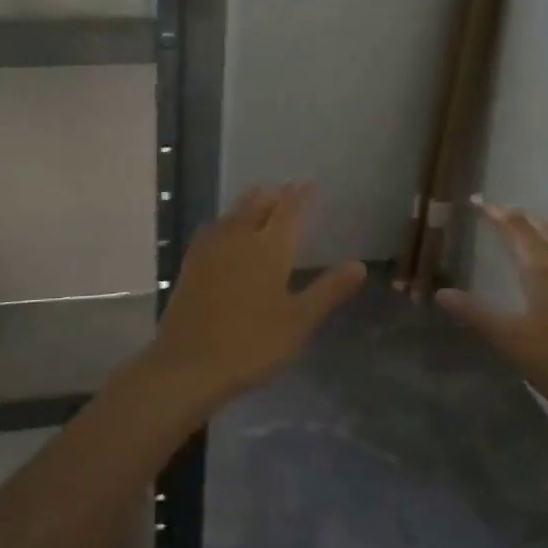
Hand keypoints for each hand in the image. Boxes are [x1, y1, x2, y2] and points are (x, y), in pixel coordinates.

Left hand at [146, 184, 365, 408]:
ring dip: (249, 203)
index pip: (288, 213)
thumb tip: (359, 264)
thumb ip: (328, 290)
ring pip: (233, 215)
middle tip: (285, 189)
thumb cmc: (252, 344)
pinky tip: (224, 228)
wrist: (188, 363)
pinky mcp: (191, 264)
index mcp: (269, 250)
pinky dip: (226, 220)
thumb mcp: (299, 321)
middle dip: (273, 195)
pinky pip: (213, 229)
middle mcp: (239, 239)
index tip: (309, 184)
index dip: (300, 197)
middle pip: (257, 206)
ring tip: (260, 198)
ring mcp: (210, 250)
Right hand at [437, 201, 547, 433]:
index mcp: (545, 271)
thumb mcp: (515, 344)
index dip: (497, 214)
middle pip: (545, 230)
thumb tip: (442, 292)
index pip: (516, 230)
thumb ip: (479, 316)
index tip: (479, 202)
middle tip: (501, 213)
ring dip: (545, 232)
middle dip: (521, 218)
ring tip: (531, 233)